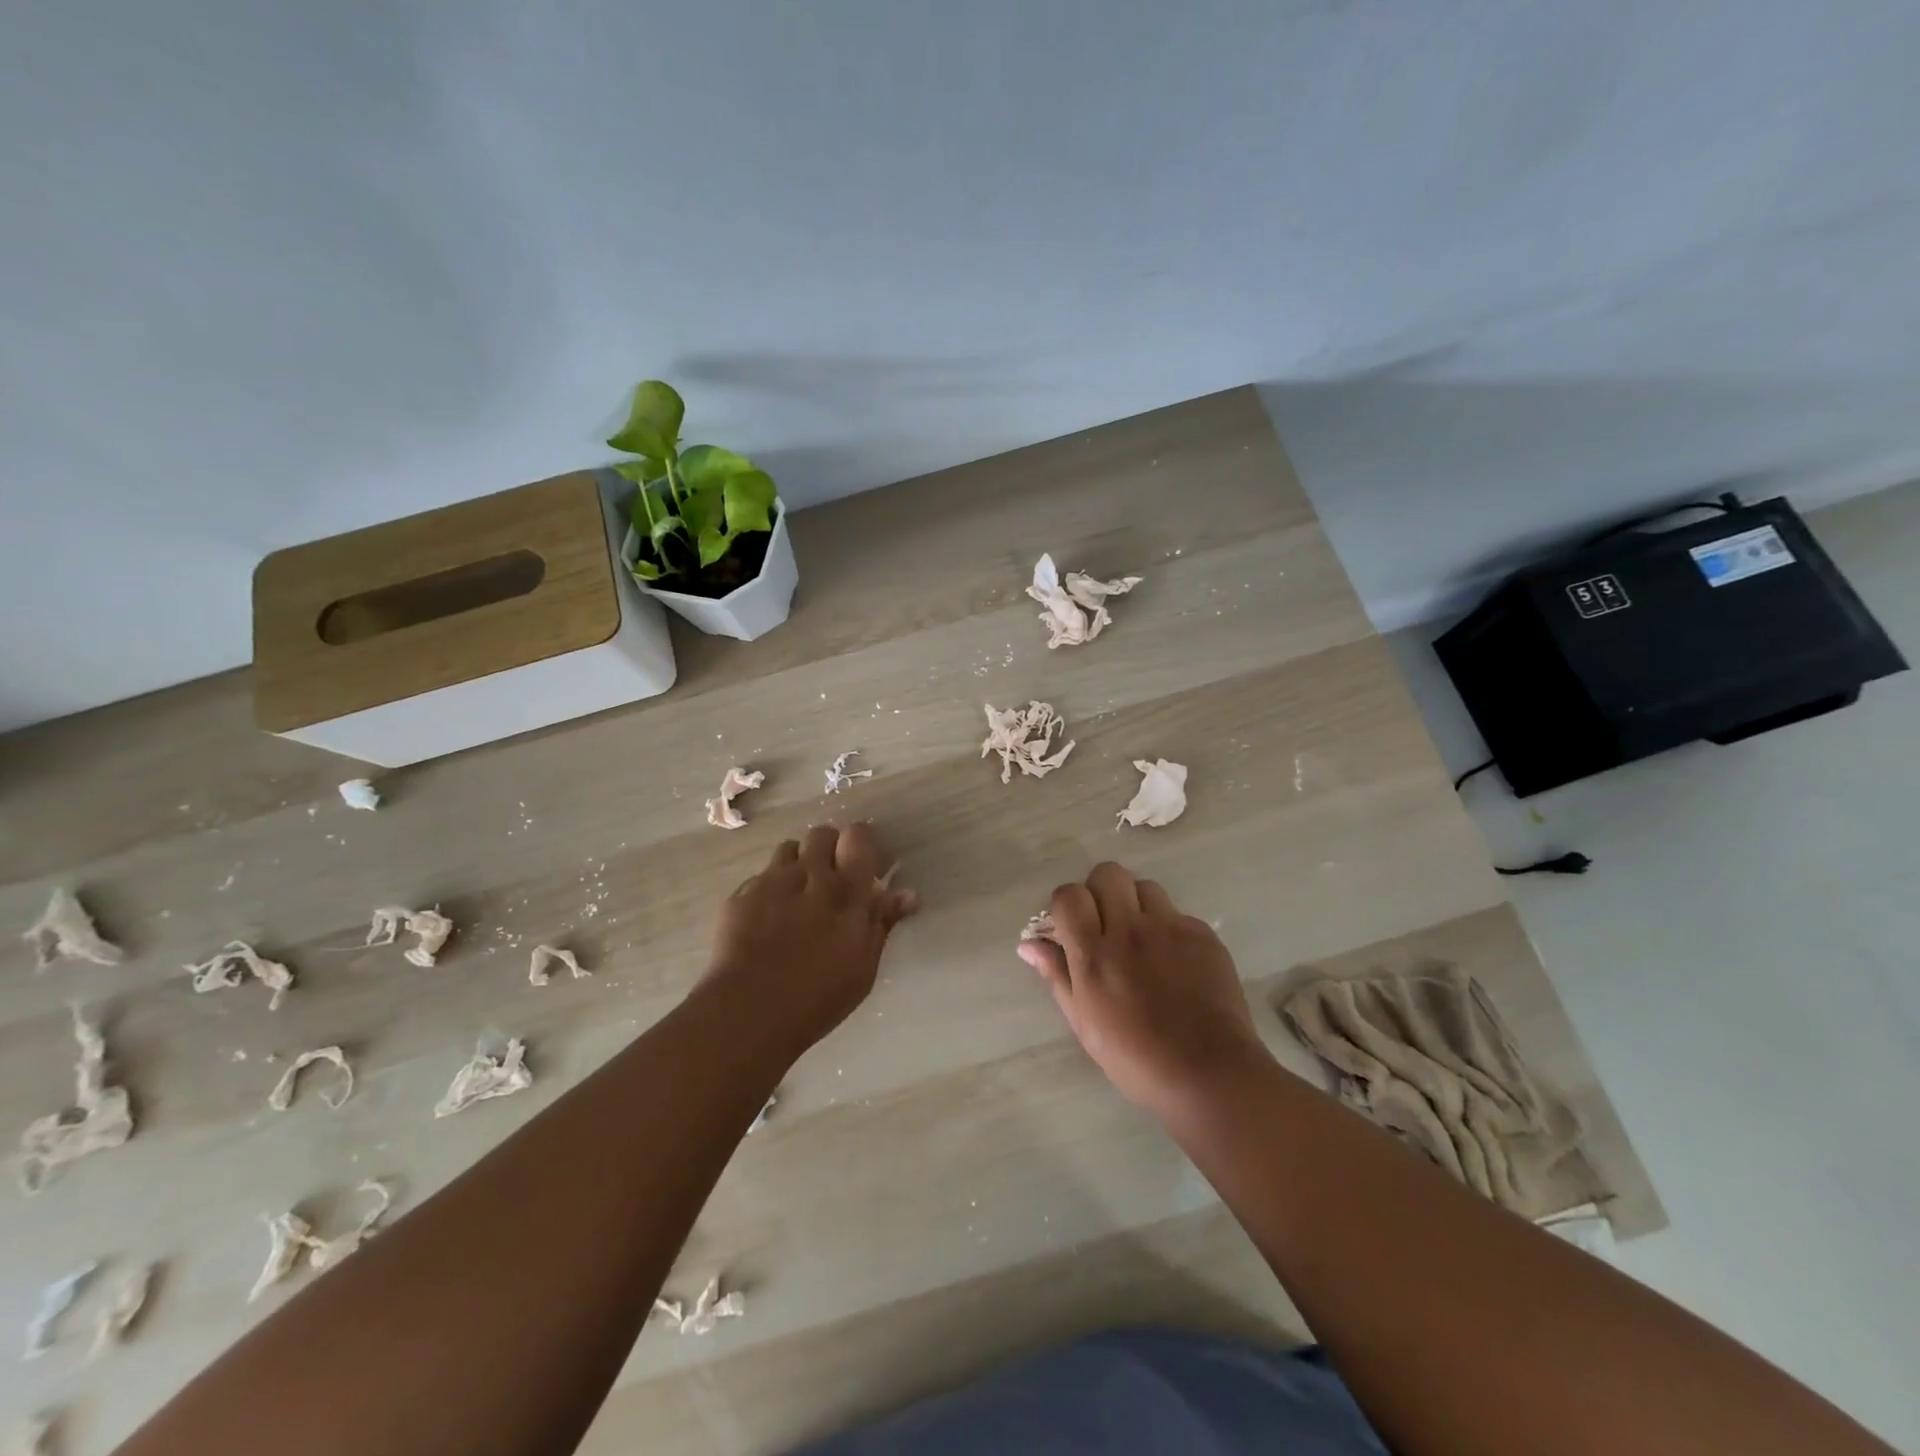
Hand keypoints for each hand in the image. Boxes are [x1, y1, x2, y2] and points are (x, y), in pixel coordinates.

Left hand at [702, 823, 917, 1056]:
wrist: (749, 1011)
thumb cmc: (819, 995)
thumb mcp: (864, 965)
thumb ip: (882, 922)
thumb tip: (908, 894)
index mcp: (846, 890)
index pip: (857, 836)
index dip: (861, 843)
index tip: (864, 863)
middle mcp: (809, 875)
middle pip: (821, 834)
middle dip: (829, 848)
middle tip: (831, 878)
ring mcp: (771, 882)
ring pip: (788, 849)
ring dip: (798, 863)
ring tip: (798, 893)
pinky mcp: (740, 895)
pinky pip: (760, 876)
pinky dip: (769, 888)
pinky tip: (767, 918)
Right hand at [1019, 862, 1270, 1117]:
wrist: (1208, 1073)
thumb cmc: (1135, 1058)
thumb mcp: (1083, 1022)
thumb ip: (1056, 974)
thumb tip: (1029, 943)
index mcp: (1094, 954)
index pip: (1070, 895)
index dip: (1066, 904)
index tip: (1071, 926)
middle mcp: (1130, 930)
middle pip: (1108, 874)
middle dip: (1100, 891)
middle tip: (1106, 923)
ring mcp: (1170, 928)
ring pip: (1145, 887)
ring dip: (1136, 905)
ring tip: (1142, 939)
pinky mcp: (1203, 934)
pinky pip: (1178, 914)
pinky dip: (1169, 929)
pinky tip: (1175, 962)